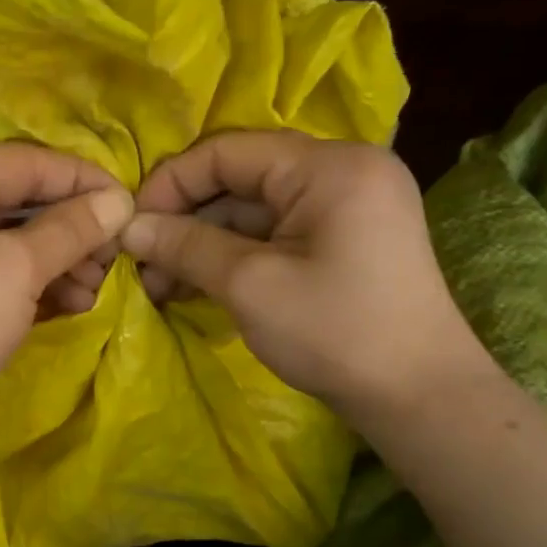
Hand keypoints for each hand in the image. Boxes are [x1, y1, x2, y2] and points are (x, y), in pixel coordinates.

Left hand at [0, 143, 133, 415]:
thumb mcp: (14, 270)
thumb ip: (70, 229)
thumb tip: (120, 201)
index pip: (22, 163)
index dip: (82, 181)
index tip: (130, 204)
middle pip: (14, 200)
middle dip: (70, 231)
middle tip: (113, 258)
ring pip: (4, 236)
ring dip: (55, 261)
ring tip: (94, 289)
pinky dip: (27, 280)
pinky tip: (68, 302)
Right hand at [121, 132, 490, 415]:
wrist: (417, 395)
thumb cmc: (334, 330)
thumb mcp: (249, 285)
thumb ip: (185, 246)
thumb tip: (128, 228)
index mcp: (328, 165)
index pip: (228, 151)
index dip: (171, 184)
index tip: (129, 226)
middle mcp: (340, 172)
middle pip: (239, 180)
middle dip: (184, 221)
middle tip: (140, 264)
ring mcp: (345, 208)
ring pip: (252, 212)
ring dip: (202, 245)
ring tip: (158, 286)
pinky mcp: (342, 242)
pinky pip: (273, 236)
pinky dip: (232, 258)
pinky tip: (193, 286)